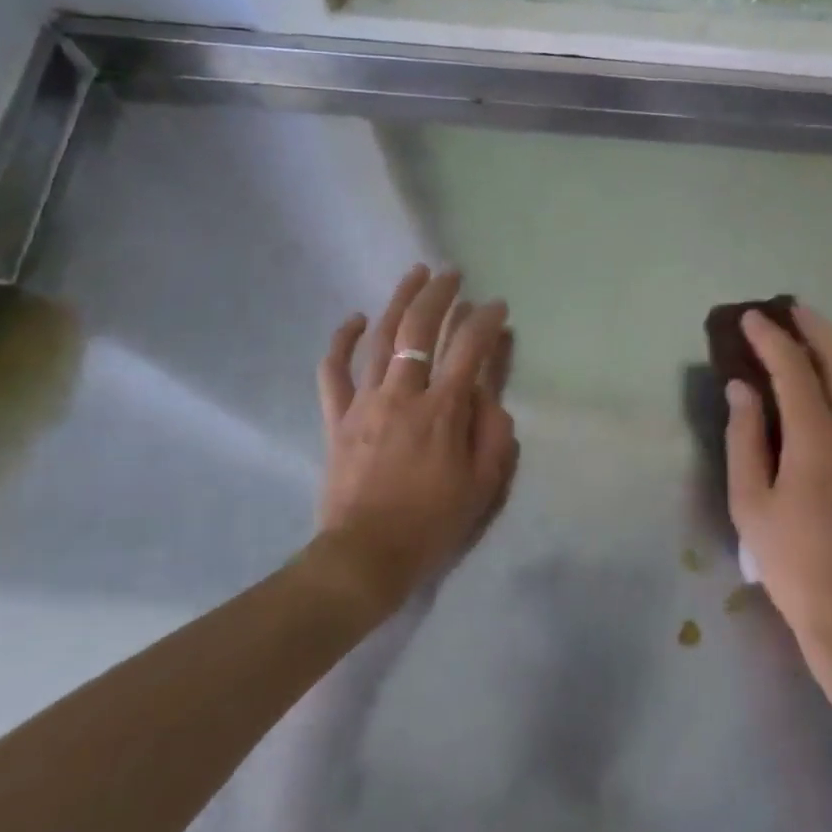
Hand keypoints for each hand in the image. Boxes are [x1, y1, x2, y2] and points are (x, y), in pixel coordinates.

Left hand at [314, 266, 518, 614]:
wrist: (365, 557)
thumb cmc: (431, 523)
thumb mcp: (482, 485)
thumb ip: (493, 434)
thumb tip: (490, 396)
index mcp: (442, 411)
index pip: (469, 349)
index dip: (486, 321)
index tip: (498, 306)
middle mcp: (402, 395)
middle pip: (419, 329)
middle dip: (440, 295)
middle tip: (453, 274)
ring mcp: (365, 403)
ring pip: (380, 338)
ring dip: (398, 301)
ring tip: (415, 274)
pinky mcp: (338, 418)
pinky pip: (334, 372)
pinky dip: (342, 342)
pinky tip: (354, 319)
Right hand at [725, 303, 831, 667]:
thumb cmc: (793, 562)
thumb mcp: (750, 504)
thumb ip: (745, 437)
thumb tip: (742, 387)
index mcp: (819, 441)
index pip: (794, 369)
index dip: (770, 338)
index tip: (750, 318)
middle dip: (815, 328)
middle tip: (789, 311)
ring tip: (819, 336)